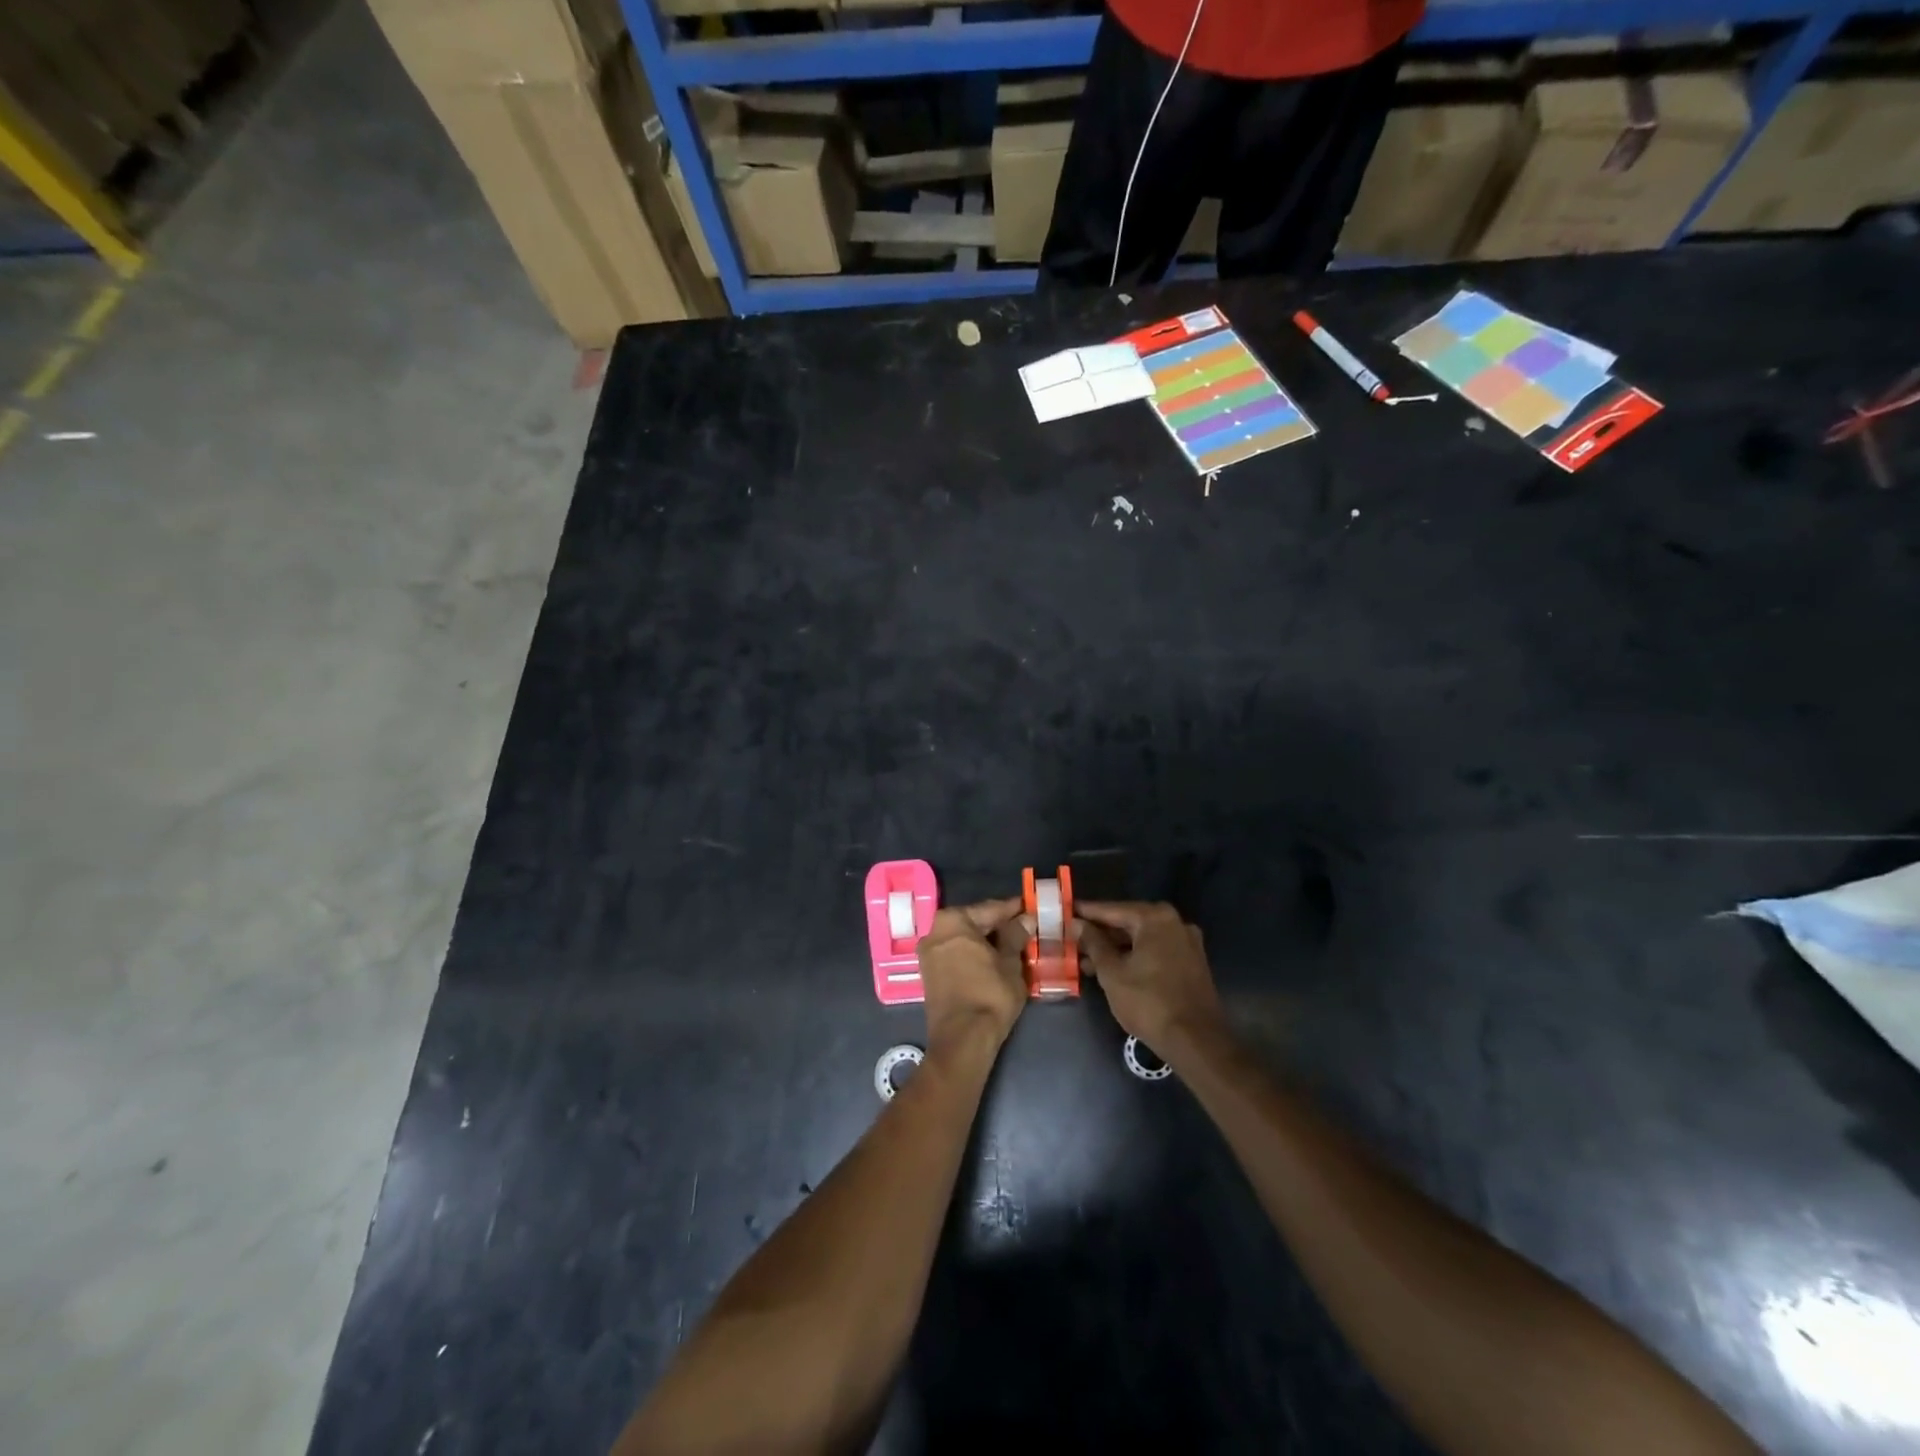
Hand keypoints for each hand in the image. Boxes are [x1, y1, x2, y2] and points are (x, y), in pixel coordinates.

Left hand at [916, 898, 1027, 1056]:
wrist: (962, 1040)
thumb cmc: (989, 994)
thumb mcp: (1010, 963)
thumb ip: (1015, 936)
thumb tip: (1025, 919)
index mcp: (953, 921)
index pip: (990, 909)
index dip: (1013, 909)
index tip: (1031, 906)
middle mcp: (935, 931)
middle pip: (974, 922)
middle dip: (999, 925)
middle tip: (1025, 926)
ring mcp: (929, 953)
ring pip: (965, 939)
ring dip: (987, 941)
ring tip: (1014, 943)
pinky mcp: (930, 973)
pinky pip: (957, 954)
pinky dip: (975, 954)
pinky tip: (995, 959)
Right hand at [1077, 901, 1223, 1051]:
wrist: (1196, 1041)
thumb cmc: (1149, 1003)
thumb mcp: (1112, 972)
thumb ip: (1094, 944)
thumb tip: (1078, 924)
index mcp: (1155, 918)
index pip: (1113, 909)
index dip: (1087, 912)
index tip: (1067, 910)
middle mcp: (1175, 923)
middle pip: (1129, 922)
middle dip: (1101, 934)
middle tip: (1074, 940)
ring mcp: (1187, 943)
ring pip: (1142, 939)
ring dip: (1116, 948)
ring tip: (1087, 963)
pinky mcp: (1191, 963)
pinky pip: (1156, 951)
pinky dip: (1135, 956)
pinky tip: (1114, 970)